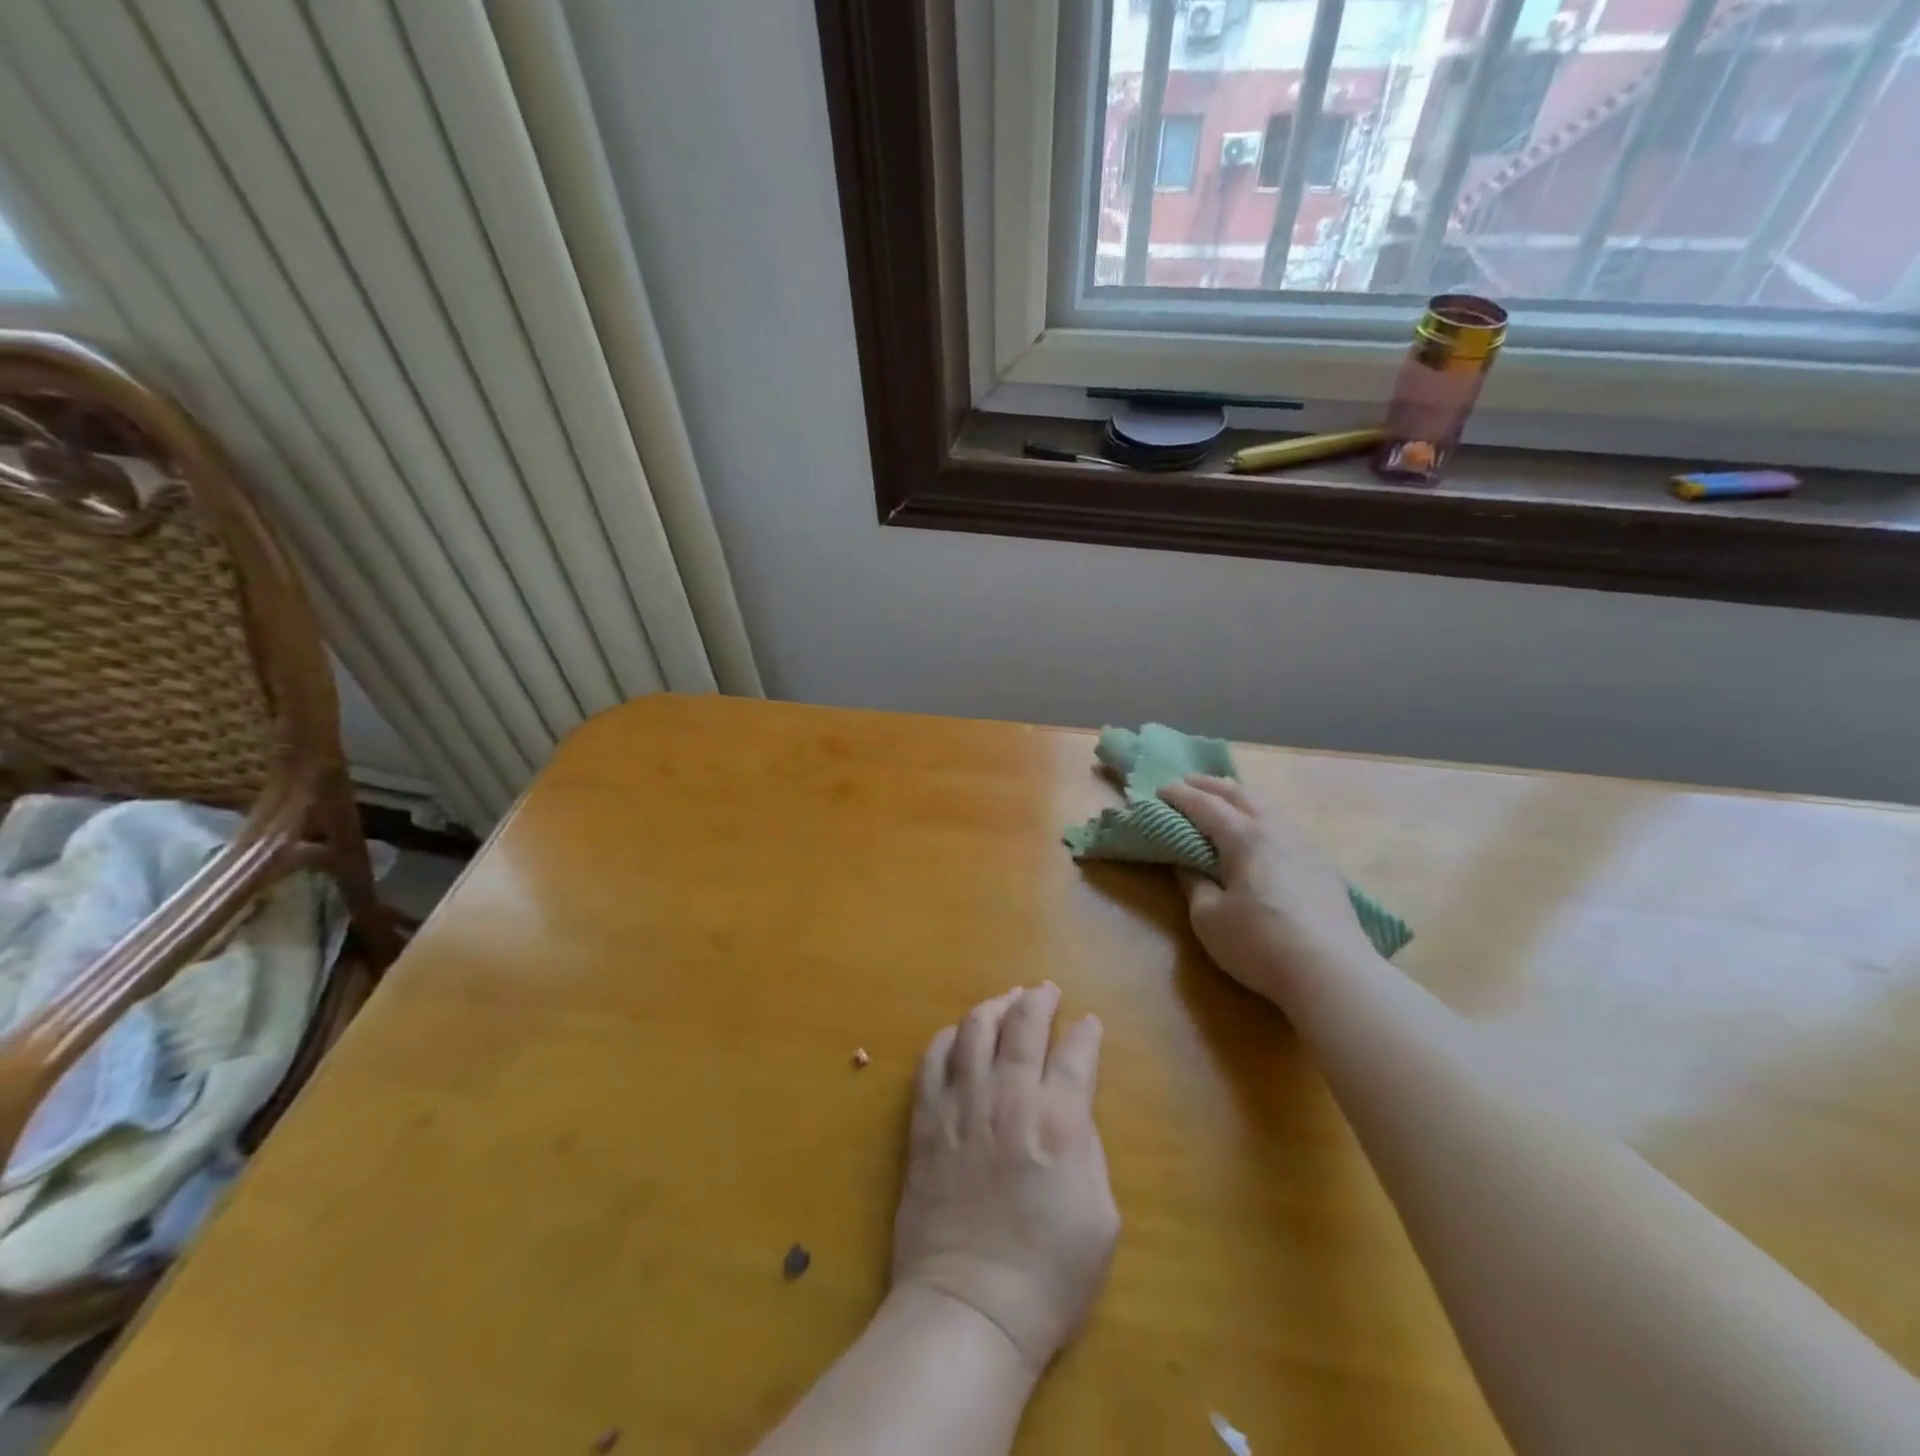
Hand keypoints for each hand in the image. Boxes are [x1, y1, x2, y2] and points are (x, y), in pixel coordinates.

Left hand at [893, 984, 1119, 1372]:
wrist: (970, 1307)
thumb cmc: (1049, 1275)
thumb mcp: (1101, 1217)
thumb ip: (1089, 1150)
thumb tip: (1072, 1114)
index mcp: (1060, 1120)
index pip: (1077, 1053)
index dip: (1087, 1032)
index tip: (1090, 1023)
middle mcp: (1010, 1096)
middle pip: (1024, 1024)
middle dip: (1039, 999)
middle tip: (1045, 990)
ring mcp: (963, 1103)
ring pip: (976, 1028)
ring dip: (994, 1006)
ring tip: (1005, 1000)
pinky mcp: (926, 1118)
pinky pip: (934, 1058)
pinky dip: (949, 1037)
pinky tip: (959, 1035)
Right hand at [1160, 775, 1378, 1005]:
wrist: (1333, 975)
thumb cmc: (1259, 943)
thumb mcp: (1208, 918)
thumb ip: (1194, 885)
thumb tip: (1187, 866)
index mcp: (1245, 837)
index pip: (1206, 805)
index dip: (1180, 796)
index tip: (1159, 790)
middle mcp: (1276, 831)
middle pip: (1242, 795)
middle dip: (1212, 786)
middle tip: (1189, 782)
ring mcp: (1305, 848)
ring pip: (1269, 808)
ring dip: (1242, 798)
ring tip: (1226, 800)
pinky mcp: (1323, 870)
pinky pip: (1286, 828)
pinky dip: (1264, 819)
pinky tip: (1264, 834)